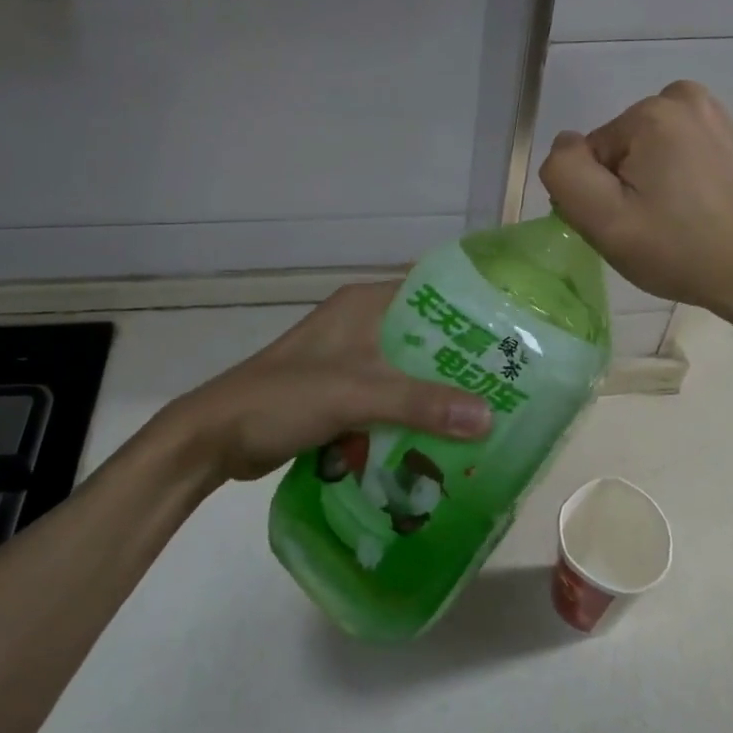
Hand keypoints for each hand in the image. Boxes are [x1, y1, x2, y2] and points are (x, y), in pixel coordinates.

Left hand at [151, 282, 492, 482]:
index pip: (432, 292)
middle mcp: (361, 324)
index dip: (473, 310)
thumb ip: (420, 404)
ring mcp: (349, 360)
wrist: (216, 437)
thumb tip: (490, 417)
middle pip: (425, 337)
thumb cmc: (283, 398)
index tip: (515, 333)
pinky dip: (412, 415)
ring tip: (489, 414)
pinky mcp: (341, 393)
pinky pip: (389, 398)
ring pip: (409, 371)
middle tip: (511, 384)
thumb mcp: (355, 394)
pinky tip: (443, 439)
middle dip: (462, 361)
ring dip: (438, 392)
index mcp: (364, 305)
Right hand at [538, 81, 732, 320]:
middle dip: (624, 184)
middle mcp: (683, 98)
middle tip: (647, 225)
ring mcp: (713, 115)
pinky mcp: (730, 135)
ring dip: (648, 181)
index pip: (591, 154)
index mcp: (651, 113)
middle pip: (619, 148)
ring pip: (645, 150)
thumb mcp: (604, 221)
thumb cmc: (678, 250)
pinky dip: (675, 176)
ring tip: (672, 219)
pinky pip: (676, 151)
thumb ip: (566, 173)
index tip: (626, 224)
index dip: (599, 194)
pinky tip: (693, 208)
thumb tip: (566, 145)